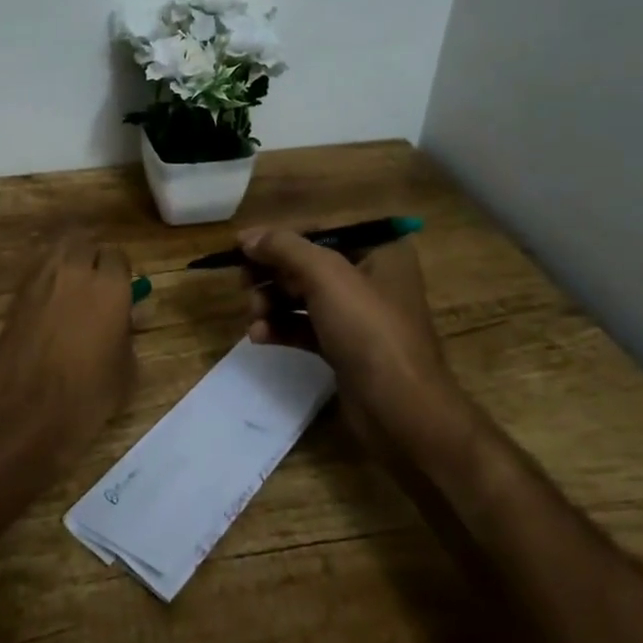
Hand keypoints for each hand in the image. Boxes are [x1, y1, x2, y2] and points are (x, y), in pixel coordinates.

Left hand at [0, 238, 136, 471]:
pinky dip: (47, 280)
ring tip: (73, 290)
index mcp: (109, 285)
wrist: (23, 415)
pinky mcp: (15, 296)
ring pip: (58, 252)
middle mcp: (74, 272)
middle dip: (93, 259)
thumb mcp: (126, 371)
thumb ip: (129, 333)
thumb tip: (131, 315)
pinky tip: (51, 306)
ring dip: (68, 263)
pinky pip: (37, 273)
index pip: (117, 256)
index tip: (123, 291)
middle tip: (98, 286)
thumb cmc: (86, 397)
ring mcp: (39, 280)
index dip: (121, 273)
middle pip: (85, 244)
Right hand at [241, 230, 463, 458]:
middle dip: (272, 273)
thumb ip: (284, 248)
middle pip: (308, 262)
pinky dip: (281, 327)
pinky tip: (259, 335)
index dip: (278, 235)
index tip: (240, 245)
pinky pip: (306, 327)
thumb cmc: (369, 331)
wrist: (402, 413)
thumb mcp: (326, 276)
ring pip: (303, 296)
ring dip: (272, 301)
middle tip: (243, 283)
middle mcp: (372, 277)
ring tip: (254, 314)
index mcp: (380, 250)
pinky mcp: (346, 348)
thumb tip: (247, 238)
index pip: (320, 229)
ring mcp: (359, 316)